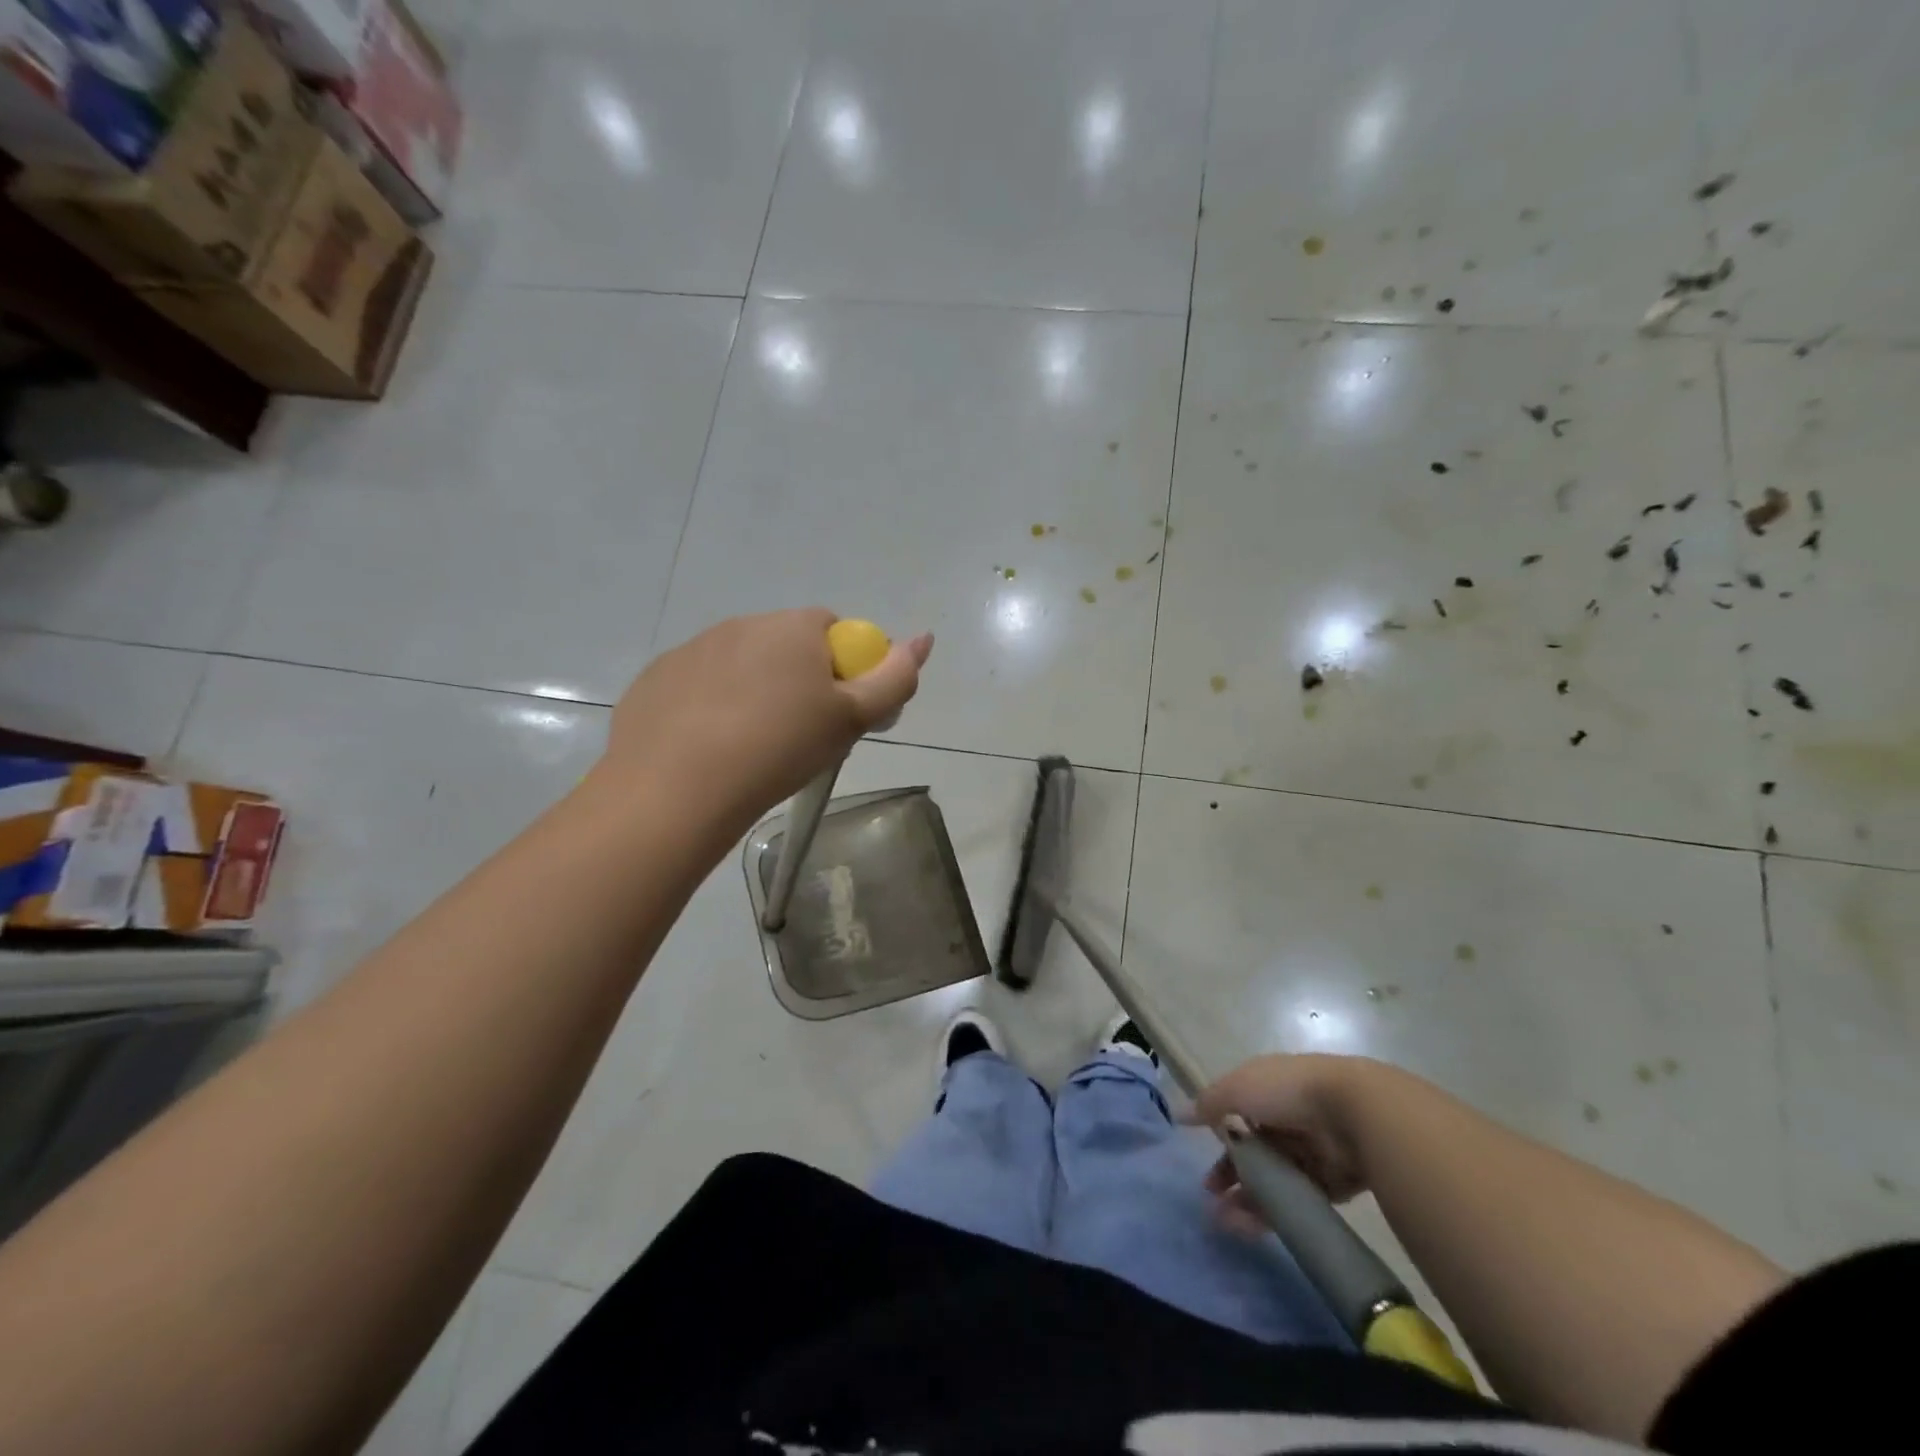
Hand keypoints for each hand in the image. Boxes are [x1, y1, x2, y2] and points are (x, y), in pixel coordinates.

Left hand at [600, 609, 932, 824]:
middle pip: (787, 646)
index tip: (839, 713)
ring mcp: (693, 649)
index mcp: (793, 627)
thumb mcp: (852, 719)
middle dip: (800, 680)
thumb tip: (923, 639)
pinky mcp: (656, 679)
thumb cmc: (779, 747)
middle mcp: (742, 624)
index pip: (834, 631)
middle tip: (801, 735)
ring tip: (753, 747)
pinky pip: (699, 686)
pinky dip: (711, 708)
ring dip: (755, 692)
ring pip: (741, 666)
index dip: (845, 670)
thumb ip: (895, 678)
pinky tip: (710, 748)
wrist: (676, 788)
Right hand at [1185, 1054, 1377, 1235]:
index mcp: (1265, 1090)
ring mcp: (1310, 1150)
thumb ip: (1208, 1104)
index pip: (1235, 1116)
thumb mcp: (1237, 1088)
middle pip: (1254, 1151)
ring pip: (1273, 1179)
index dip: (1218, 1138)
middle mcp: (1286, 1118)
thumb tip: (1179, 1114)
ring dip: (1248, 1200)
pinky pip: (1298, 1201)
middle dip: (1231, 1175)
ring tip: (1227, 1224)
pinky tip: (1254, 1226)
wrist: (1354, 1112)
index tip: (1201, 1161)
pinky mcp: (1332, 1182)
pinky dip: (1276, 1214)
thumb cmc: (1287, 1092)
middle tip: (1212, 1198)